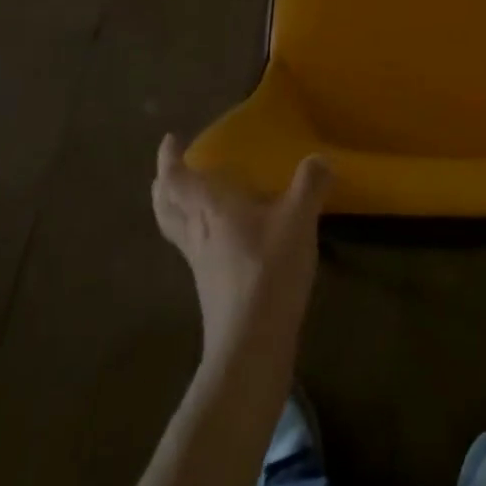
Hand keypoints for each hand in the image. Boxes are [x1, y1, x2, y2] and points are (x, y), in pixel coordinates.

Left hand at [152, 135, 331, 363]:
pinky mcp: (211, 288)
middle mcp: (197, 232)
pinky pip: (195, 248)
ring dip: (177, 209)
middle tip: (170, 169)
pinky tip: (223, 237)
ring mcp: (200, 264)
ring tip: (192, 198)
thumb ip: (309, 184)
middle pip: (167, 206)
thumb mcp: (298, 220)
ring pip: (177, 229)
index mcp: (210, 208)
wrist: (250, 346)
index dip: (169, 158)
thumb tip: (320, 159)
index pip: (177, 178)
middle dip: (164, 185)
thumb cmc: (268, 271)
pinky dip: (199, 233)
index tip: (169, 140)